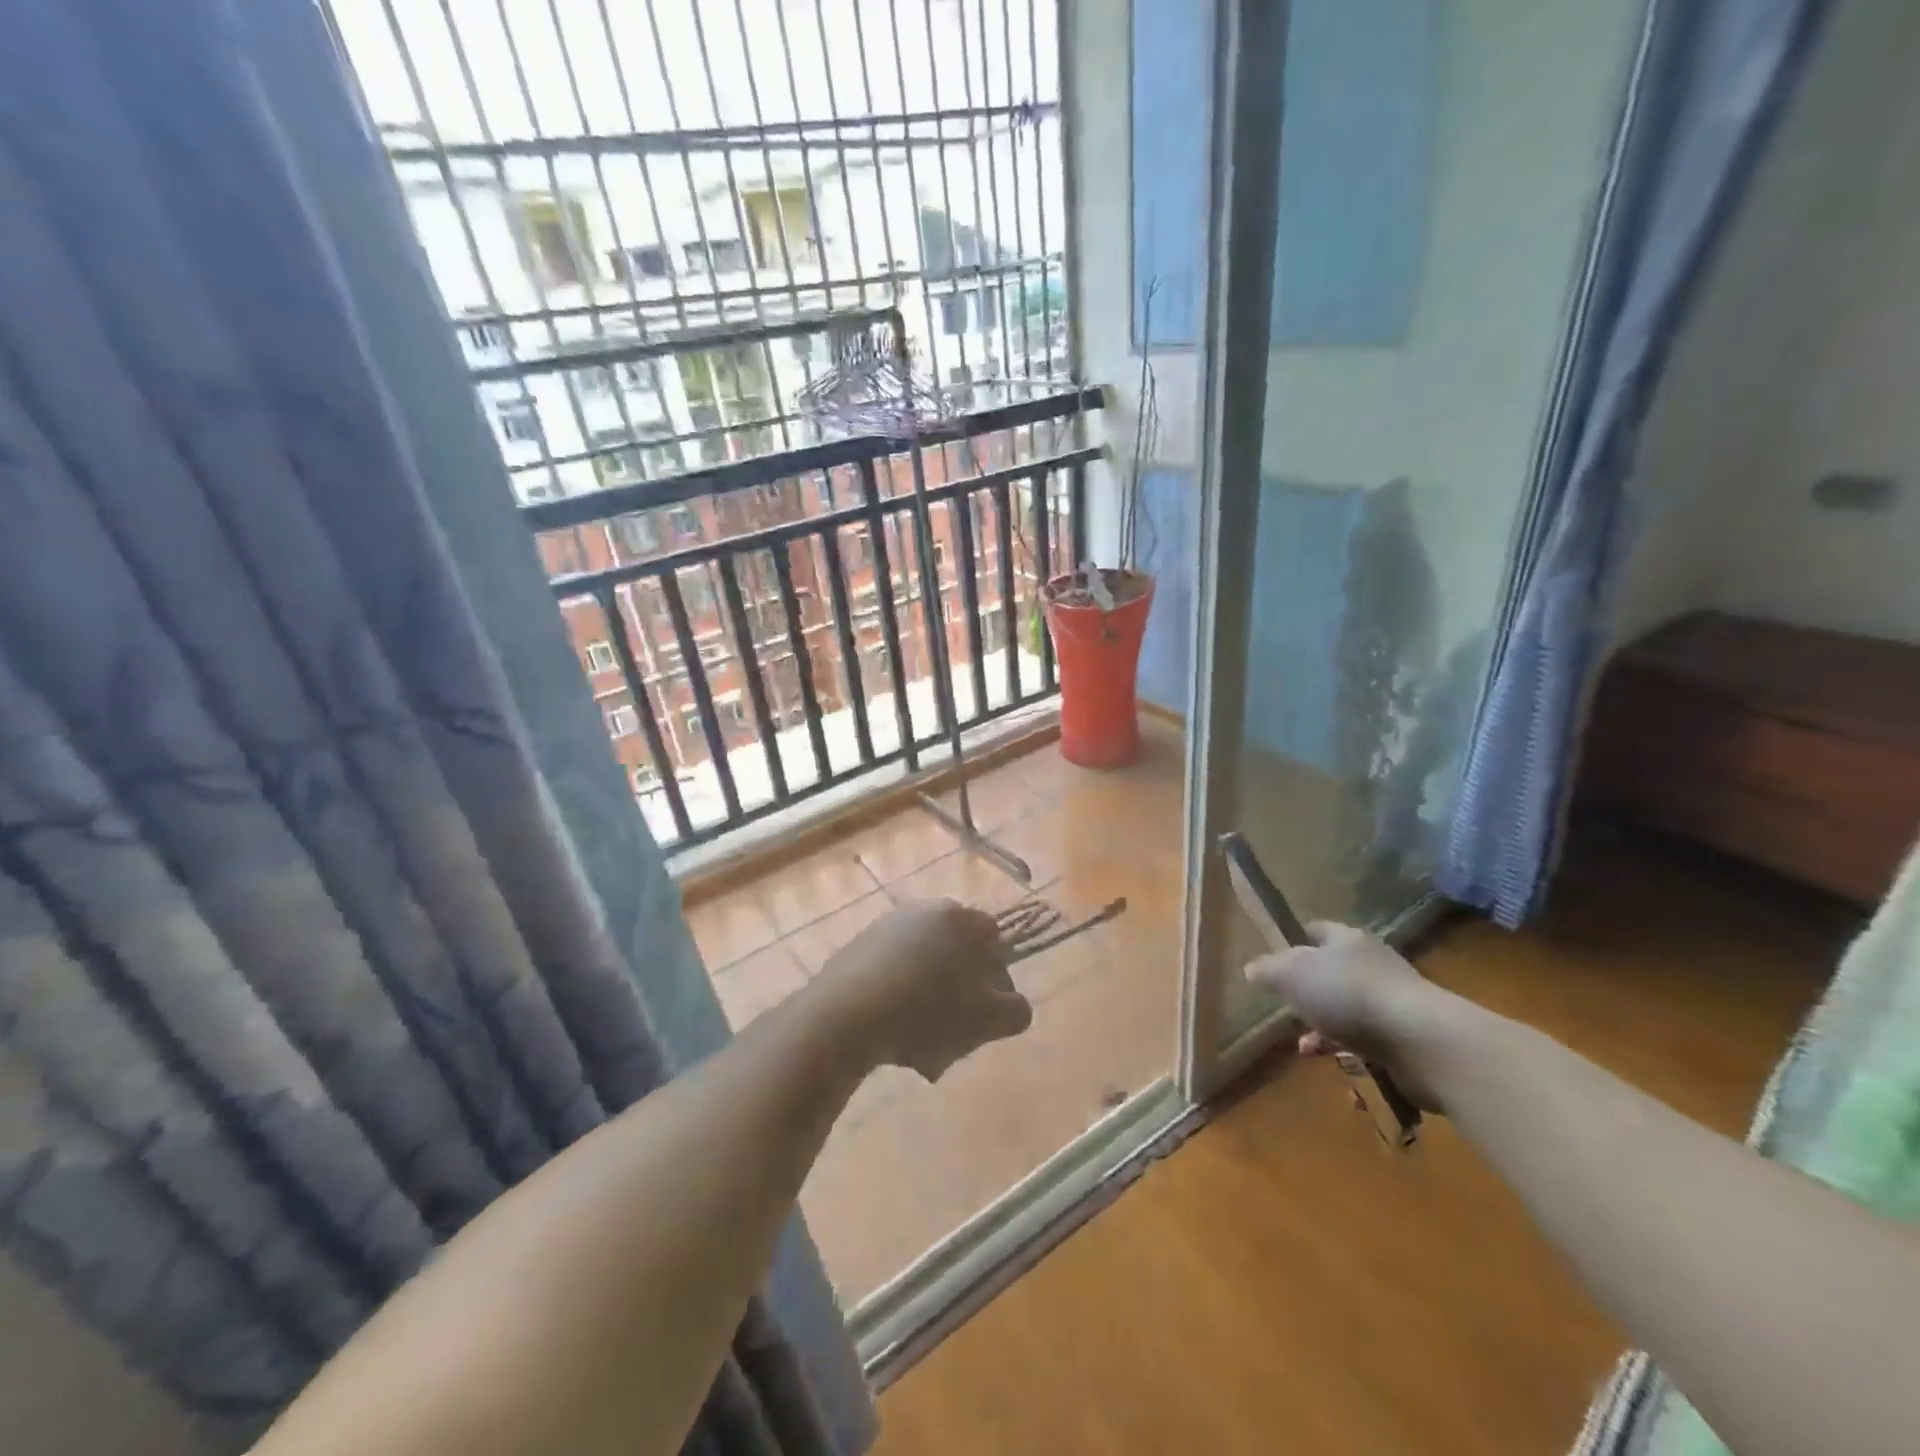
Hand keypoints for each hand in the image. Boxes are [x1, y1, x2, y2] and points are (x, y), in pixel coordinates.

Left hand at [816, 899, 1032, 1080]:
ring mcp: (887, 926)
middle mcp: (924, 910)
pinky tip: (893, 1032)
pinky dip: (900, 997)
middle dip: (963, 991)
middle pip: (958, 954)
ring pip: (925, 966)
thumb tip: (1013, 1004)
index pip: (997, 942)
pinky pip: (893, 972)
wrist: (844, 1016)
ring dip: (931, 999)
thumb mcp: (987, 1021)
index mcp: (960, 918)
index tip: (988, 1015)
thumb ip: (1016, 1010)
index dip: (999, 980)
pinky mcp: (858, 947)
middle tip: (958, 1033)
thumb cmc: (926, 1013)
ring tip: (924, 1043)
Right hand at [1246, 922, 1460, 1109]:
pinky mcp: (1405, 1036)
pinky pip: (1365, 1038)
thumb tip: (1252, 969)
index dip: (1294, 940)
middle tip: (1285, 1006)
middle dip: (1307, 990)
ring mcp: (1391, 1000)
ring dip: (1323, 1024)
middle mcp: (1372, 963)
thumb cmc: (1348, 994)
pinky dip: (1344, 1048)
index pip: (1316, 930)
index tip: (1274, 958)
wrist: (1420, 1040)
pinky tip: (1328, 1060)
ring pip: (1347, 1008)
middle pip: (1331, 970)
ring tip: (1304, 1044)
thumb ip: (1268, 970)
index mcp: (1347, 939)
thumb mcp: (1292, 975)